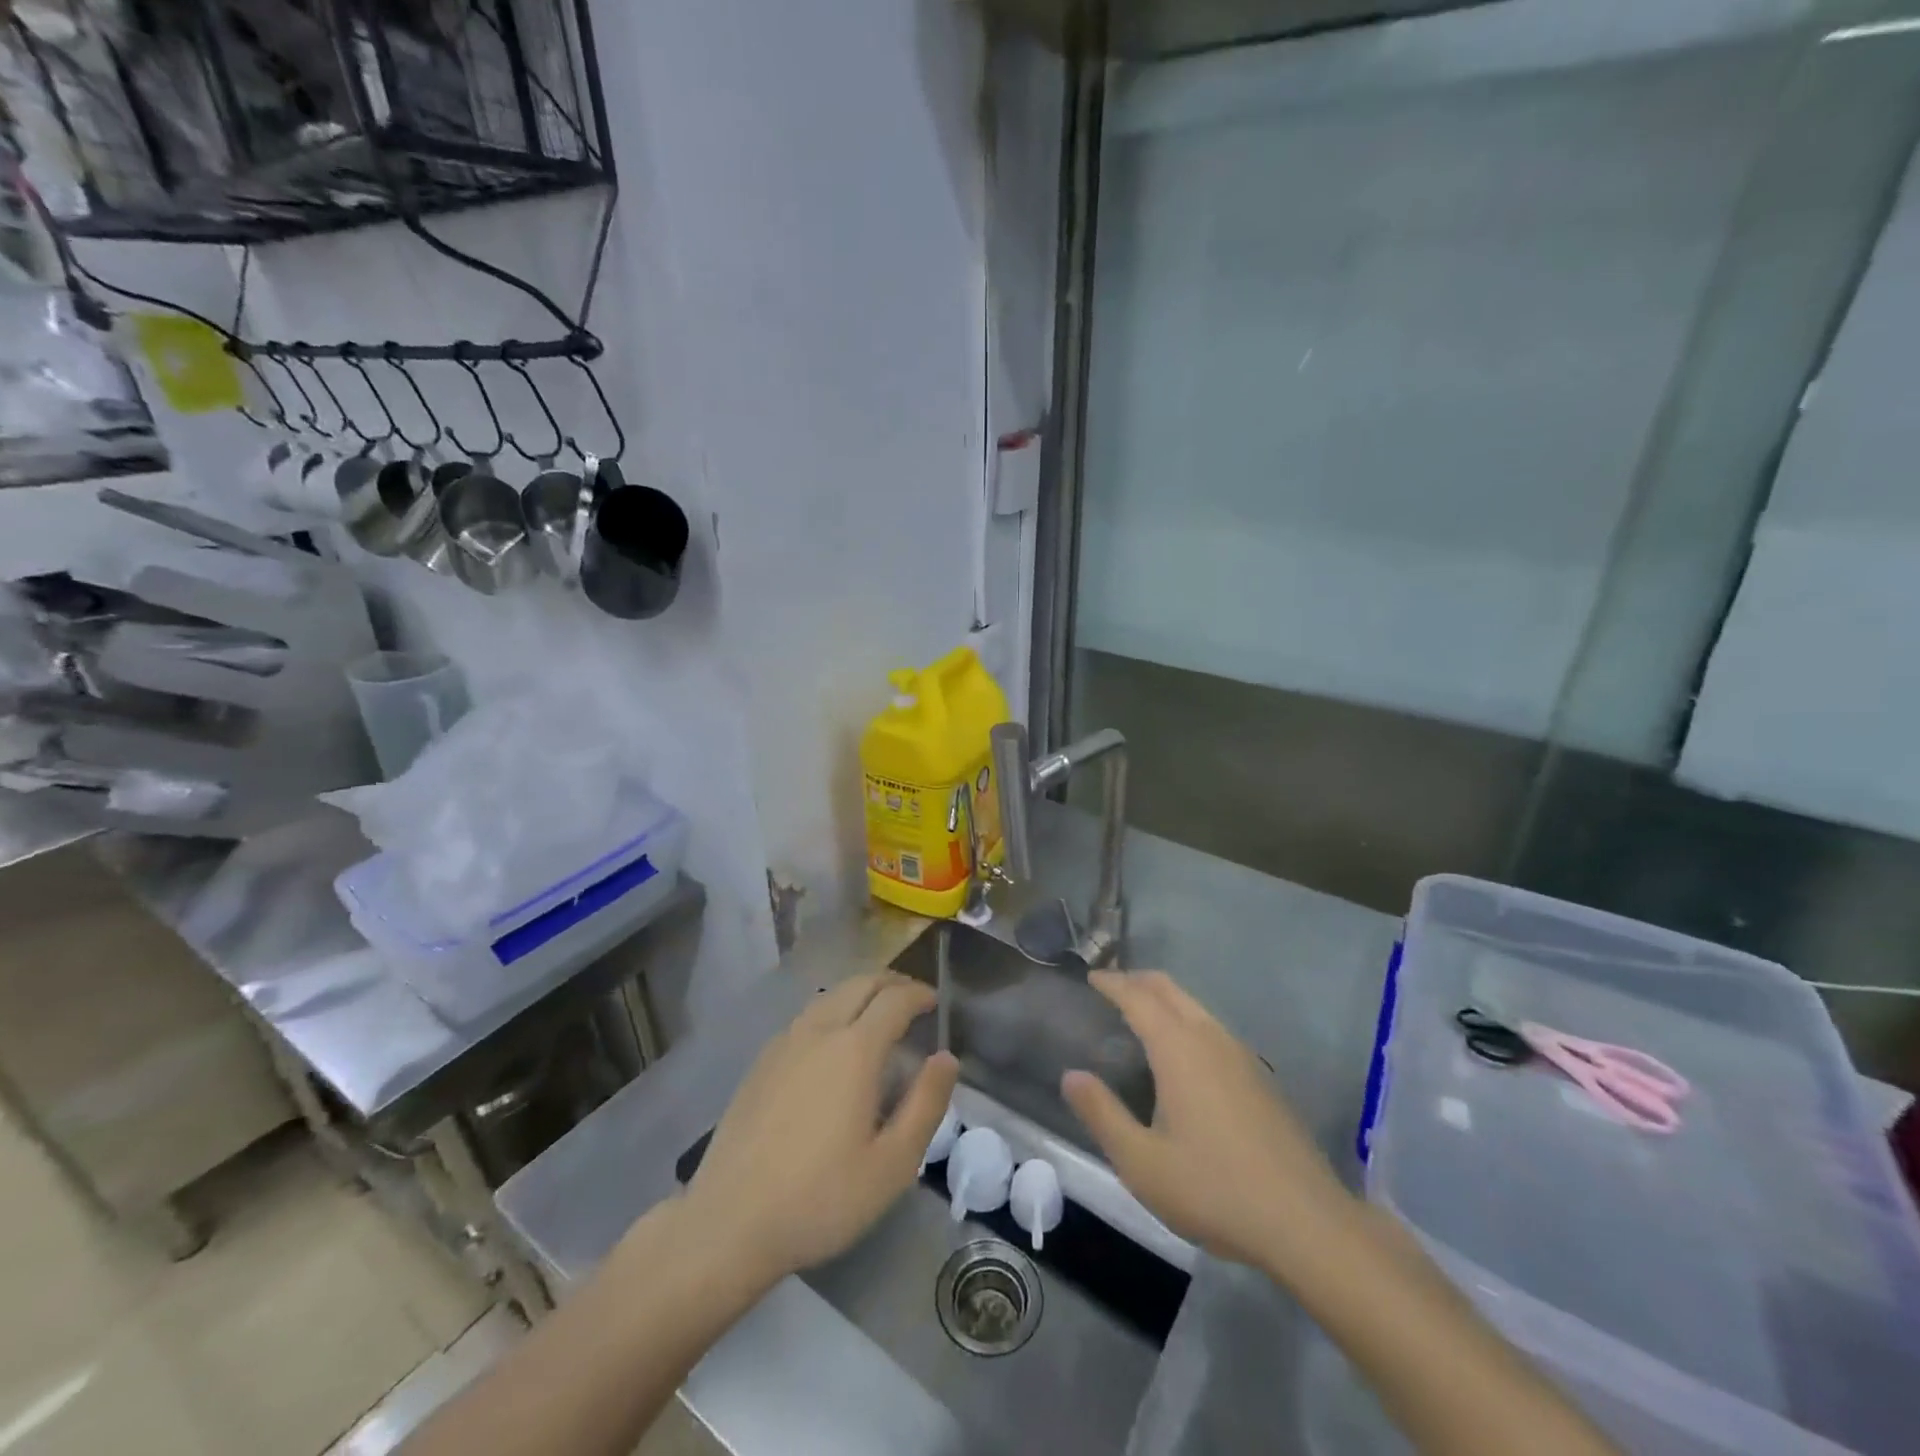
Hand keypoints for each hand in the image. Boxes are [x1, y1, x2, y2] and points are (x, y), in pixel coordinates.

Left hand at [683, 972, 959, 1285]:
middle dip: (891, 983)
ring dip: (860, 993)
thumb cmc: (820, 1199)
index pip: (894, 999)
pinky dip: (832, 1011)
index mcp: (854, 1050)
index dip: (919, 994)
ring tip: (877, 1016)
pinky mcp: (760, 1063)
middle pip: (860, 984)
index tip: (935, 1003)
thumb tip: (946, 1058)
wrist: (728, 1224)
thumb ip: (926, 1105)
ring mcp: (784, 1044)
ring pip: (830, 996)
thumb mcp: (892, 1165)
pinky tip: (833, 1044)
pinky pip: (806, 1017)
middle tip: (912, 1000)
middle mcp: (818, 1032)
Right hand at [1062, 970, 1350, 1273]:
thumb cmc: (1215, 1189)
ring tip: (1140, 1015)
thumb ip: (1102, 1114)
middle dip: (1137, 980)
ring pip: (1195, 1006)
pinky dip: (1186, 1020)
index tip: (1091, 977)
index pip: (1138, 997)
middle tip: (1110, 987)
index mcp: (1178, 1048)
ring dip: (1164, 999)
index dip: (1111, 983)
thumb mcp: (1142, 1163)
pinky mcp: (1261, 1077)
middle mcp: (1210, 1038)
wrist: (1307, 1222)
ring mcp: (1241, 1055)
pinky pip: (1212, 1028)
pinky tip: (1182, 1055)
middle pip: (1169, 990)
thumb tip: (1071, 1075)